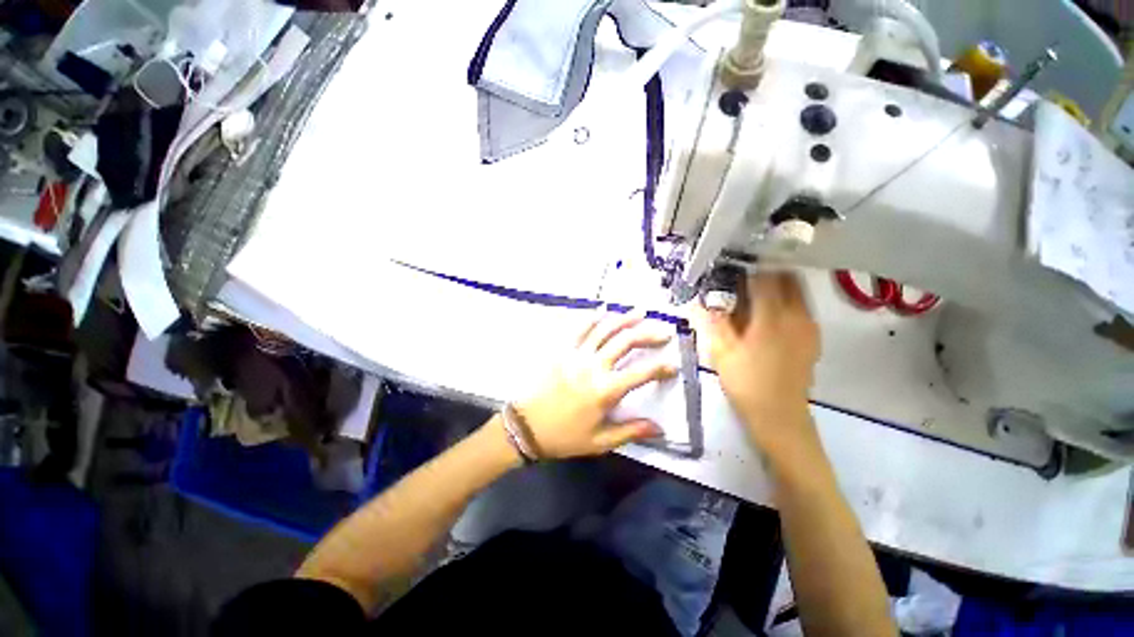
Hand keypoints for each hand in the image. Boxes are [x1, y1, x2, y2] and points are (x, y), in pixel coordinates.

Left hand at [516, 312, 677, 458]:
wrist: (524, 426)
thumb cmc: (563, 436)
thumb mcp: (599, 442)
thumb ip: (630, 431)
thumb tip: (660, 429)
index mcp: (605, 390)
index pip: (641, 374)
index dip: (660, 368)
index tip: (673, 365)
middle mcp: (593, 366)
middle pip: (625, 343)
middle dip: (647, 334)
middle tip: (663, 331)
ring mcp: (576, 354)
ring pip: (604, 330)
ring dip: (623, 319)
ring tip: (639, 312)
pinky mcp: (561, 350)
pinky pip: (579, 329)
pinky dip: (592, 318)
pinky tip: (603, 311)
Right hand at [697, 272, 819, 455]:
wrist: (780, 417)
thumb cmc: (746, 384)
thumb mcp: (721, 352)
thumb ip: (710, 322)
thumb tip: (694, 302)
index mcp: (773, 317)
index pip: (763, 277)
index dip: (745, 269)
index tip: (728, 270)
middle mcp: (797, 315)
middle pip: (786, 278)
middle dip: (763, 273)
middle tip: (739, 283)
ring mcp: (809, 326)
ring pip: (796, 291)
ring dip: (775, 287)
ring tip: (751, 299)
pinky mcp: (812, 338)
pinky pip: (800, 307)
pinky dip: (784, 302)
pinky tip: (765, 318)